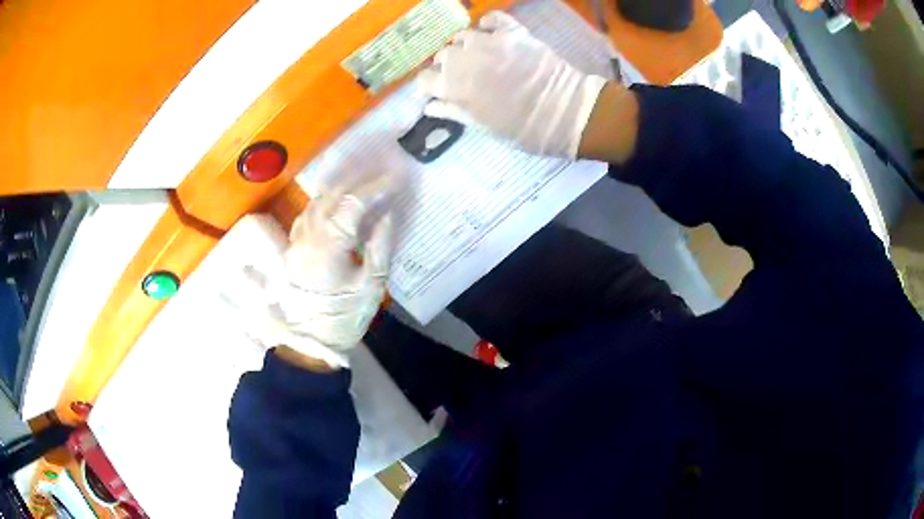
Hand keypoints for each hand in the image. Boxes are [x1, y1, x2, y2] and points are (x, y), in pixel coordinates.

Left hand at [225, 172, 398, 369]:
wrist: (309, 342)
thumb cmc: (344, 318)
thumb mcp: (371, 285)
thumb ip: (379, 245)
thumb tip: (387, 213)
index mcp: (328, 246)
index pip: (354, 204)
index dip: (376, 187)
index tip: (397, 177)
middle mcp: (308, 237)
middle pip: (332, 196)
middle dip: (359, 180)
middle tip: (382, 171)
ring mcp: (297, 241)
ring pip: (317, 202)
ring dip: (340, 187)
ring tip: (362, 178)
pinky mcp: (293, 249)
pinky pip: (308, 214)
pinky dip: (324, 201)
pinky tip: (335, 199)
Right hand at [418, 10, 608, 157]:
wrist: (565, 113)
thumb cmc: (522, 129)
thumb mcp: (483, 127)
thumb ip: (453, 111)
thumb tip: (429, 105)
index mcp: (453, 87)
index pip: (425, 79)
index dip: (430, 85)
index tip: (439, 90)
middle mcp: (464, 59)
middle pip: (443, 55)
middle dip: (447, 65)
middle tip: (464, 75)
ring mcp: (489, 42)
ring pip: (463, 36)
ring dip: (466, 45)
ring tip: (478, 55)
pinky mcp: (512, 32)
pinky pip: (492, 18)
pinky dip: (488, 24)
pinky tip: (491, 34)